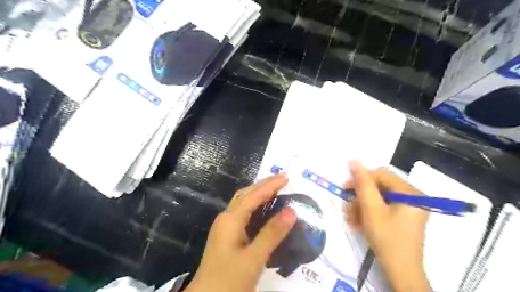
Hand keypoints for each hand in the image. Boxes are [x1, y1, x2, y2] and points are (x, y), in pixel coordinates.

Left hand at [185, 175, 295, 290]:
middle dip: (264, 184)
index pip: (254, 196)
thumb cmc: (228, 281)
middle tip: (282, 178)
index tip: (286, 177)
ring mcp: (225, 227)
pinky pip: (243, 213)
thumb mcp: (253, 259)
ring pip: (243, 202)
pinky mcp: (227, 235)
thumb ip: (272, 234)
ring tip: (275, 188)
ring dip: (259, 193)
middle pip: (246, 194)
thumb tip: (291, 211)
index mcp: (231, 220)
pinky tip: (263, 209)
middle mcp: (226, 218)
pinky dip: (255, 205)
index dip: (270, 185)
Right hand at [344, 161, 430, 291]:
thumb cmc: (387, 239)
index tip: (345, 189)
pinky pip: (383, 207)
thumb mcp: (371, 210)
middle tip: (346, 206)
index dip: (361, 179)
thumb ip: (362, 184)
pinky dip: (369, 213)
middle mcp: (412, 197)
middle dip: (360, 196)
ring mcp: (409, 207)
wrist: (401, 272)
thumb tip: (353, 161)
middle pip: (380, 186)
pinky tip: (358, 222)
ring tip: (350, 218)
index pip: (381, 174)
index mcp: (410, 193)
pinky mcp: (403, 216)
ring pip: (379, 198)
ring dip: (361, 206)